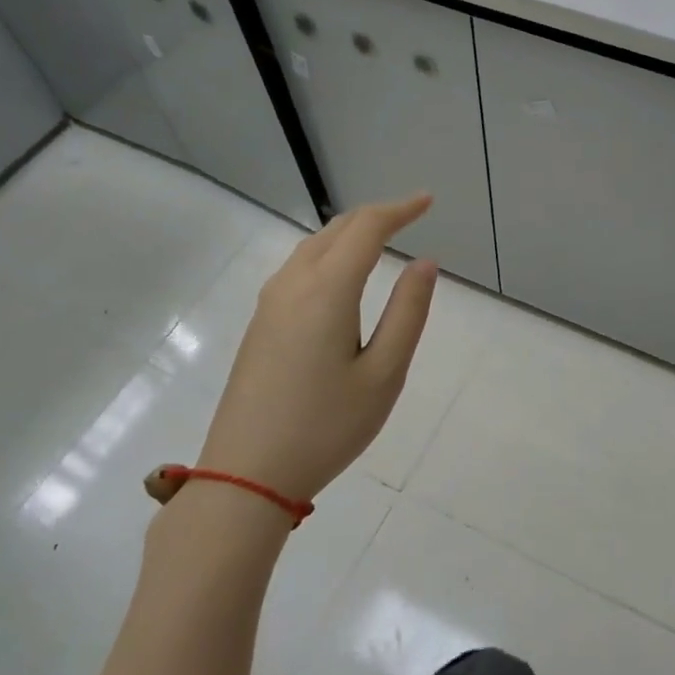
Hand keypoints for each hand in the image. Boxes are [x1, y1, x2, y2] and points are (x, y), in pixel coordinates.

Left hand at [197, 195, 437, 501]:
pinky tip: (340, 277)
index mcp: (327, 290)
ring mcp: (269, 304)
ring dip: (348, 234)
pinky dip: (328, 255)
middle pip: (335, 230)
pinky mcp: (259, 325)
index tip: (427, 201)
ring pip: (312, 248)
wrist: (247, 474)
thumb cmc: (326, 427)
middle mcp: (292, 285)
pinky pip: (298, 270)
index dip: (399, 210)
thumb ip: (407, 313)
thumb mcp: (383, 374)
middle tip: (409, 216)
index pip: (366, 229)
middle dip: (374, 216)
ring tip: (380, 239)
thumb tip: (424, 263)